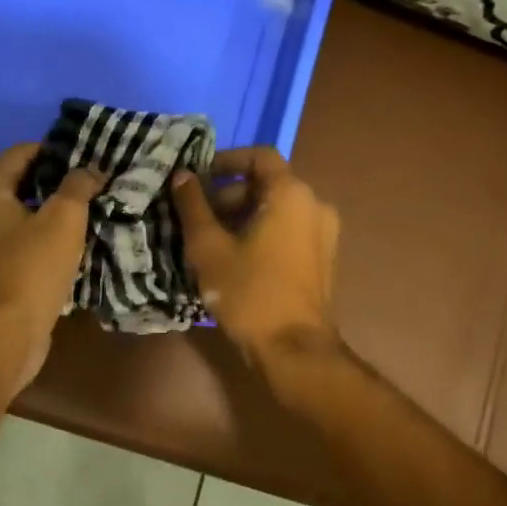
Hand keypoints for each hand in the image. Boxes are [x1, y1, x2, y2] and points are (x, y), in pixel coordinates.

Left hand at [0, 144, 103, 392]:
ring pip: (29, 218)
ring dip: (58, 214)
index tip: (89, 152)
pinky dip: (52, 241)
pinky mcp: (1, 275)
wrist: (5, 335)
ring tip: (96, 209)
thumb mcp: (63, 218)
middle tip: (98, 180)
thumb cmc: (30, 267)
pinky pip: (30, 246)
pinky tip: (82, 244)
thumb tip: (91, 169)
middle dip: (60, 182)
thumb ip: (78, 186)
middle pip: (24, 185)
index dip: (55, 149)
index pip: (21, 153)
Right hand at [171, 147, 340, 366]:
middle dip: (229, 195)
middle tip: (197, 219)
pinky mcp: (324, 258)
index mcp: (291, 194)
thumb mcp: (209, 248)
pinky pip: (289, 231)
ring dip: (243, 216)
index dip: (225, 161)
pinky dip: (262, 233)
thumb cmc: (250, 292)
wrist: (293, 349)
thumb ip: (193, 206)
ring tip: (212, 242)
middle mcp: (315, 205)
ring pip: (277, 209)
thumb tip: (182, 175)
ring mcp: (324, 234)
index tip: (198, 179)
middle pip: (267, 184)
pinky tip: (236, 259)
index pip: (259, 156)